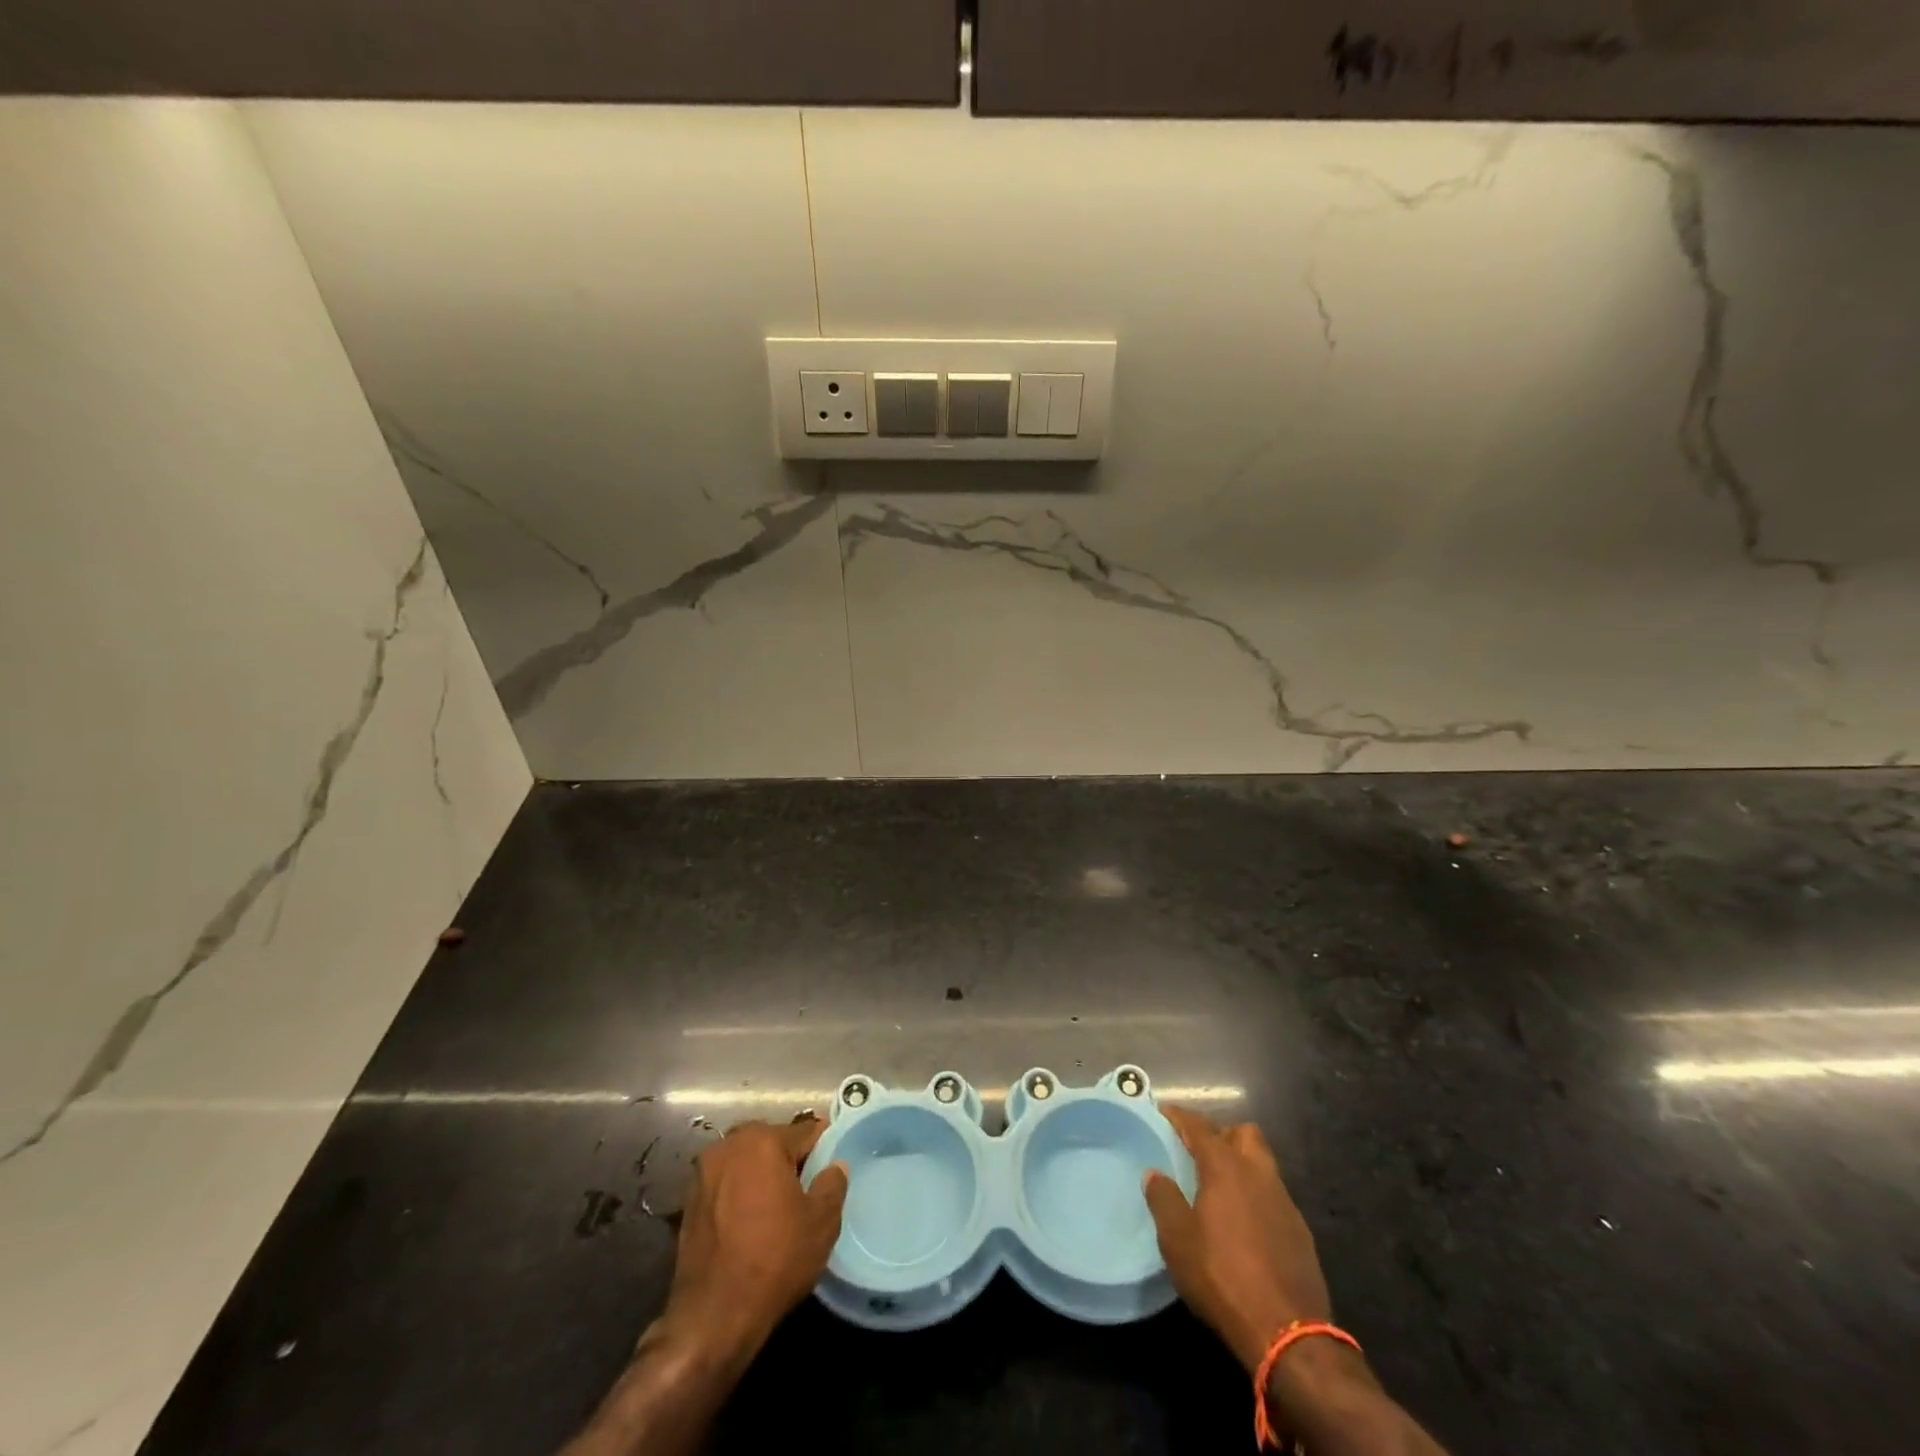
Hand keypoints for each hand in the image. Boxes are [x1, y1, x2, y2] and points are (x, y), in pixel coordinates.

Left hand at [657, 1114, 848, 1364]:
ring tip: (778, 1206)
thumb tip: (835, 1165)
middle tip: (807, 1188)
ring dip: (762, 1174)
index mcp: (763, 1140)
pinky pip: (726, 1183)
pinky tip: (751, 1221)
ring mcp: (704, 1172)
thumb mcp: (822, 1222)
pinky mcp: (689, 1200)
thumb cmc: (774, 1260)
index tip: (831, 1167)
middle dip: (789, 1158)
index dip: (823, 1148)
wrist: (712, 1317)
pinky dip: (740, 1193)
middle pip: (772, 1141)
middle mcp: (729, 1145)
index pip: (805, 1131)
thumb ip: (833, 1183)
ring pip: (746, 1161)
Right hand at [1143, 1105, 1331, 1374]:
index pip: (1200, 1127)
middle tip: (1199, 1152)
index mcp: (1226, 1167)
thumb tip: (1154, 1173)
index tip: (1163, 1112)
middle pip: (1243, 1134)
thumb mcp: (1178, 1240)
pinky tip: (1244, 1224)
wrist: (1288, 1333)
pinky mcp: (1300, 1232)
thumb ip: (1163, 1199)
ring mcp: (1285, 1202)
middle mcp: (1259, 1174)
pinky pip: (1274, 1197)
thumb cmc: (1223, 1277)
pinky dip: (1256, 1197)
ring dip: (1242, 1166)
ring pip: (1263, 1165)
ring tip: (1219, 1188)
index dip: (1180, 1116)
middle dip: (1221, 1135)